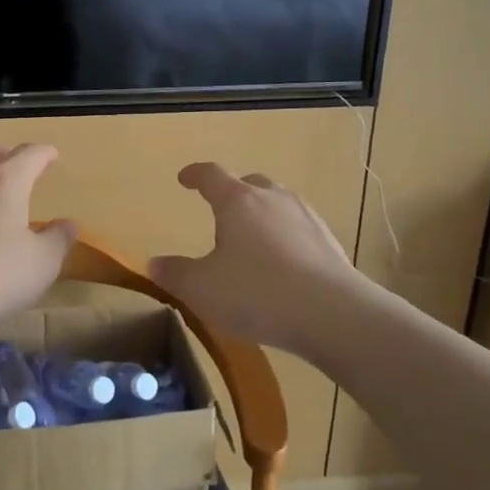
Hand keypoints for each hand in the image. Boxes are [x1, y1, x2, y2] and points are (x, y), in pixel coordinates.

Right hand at [150, 163, 369, 360]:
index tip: (184, 178)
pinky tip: (283, 265)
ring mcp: (306, 218)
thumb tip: (155, 263)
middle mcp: (273, 199)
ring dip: (262, 215)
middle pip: (250, 184)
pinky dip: (286, 238)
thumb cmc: (257, 293)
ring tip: (253, 240)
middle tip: (222, 211)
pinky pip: (300, 230)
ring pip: (278, 204)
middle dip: (233, 193)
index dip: (195, 174)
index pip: (211, 175)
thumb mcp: (202, 289)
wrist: (334, 315)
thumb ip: (175, 274)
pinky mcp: (329, 243)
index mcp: (237, 201)